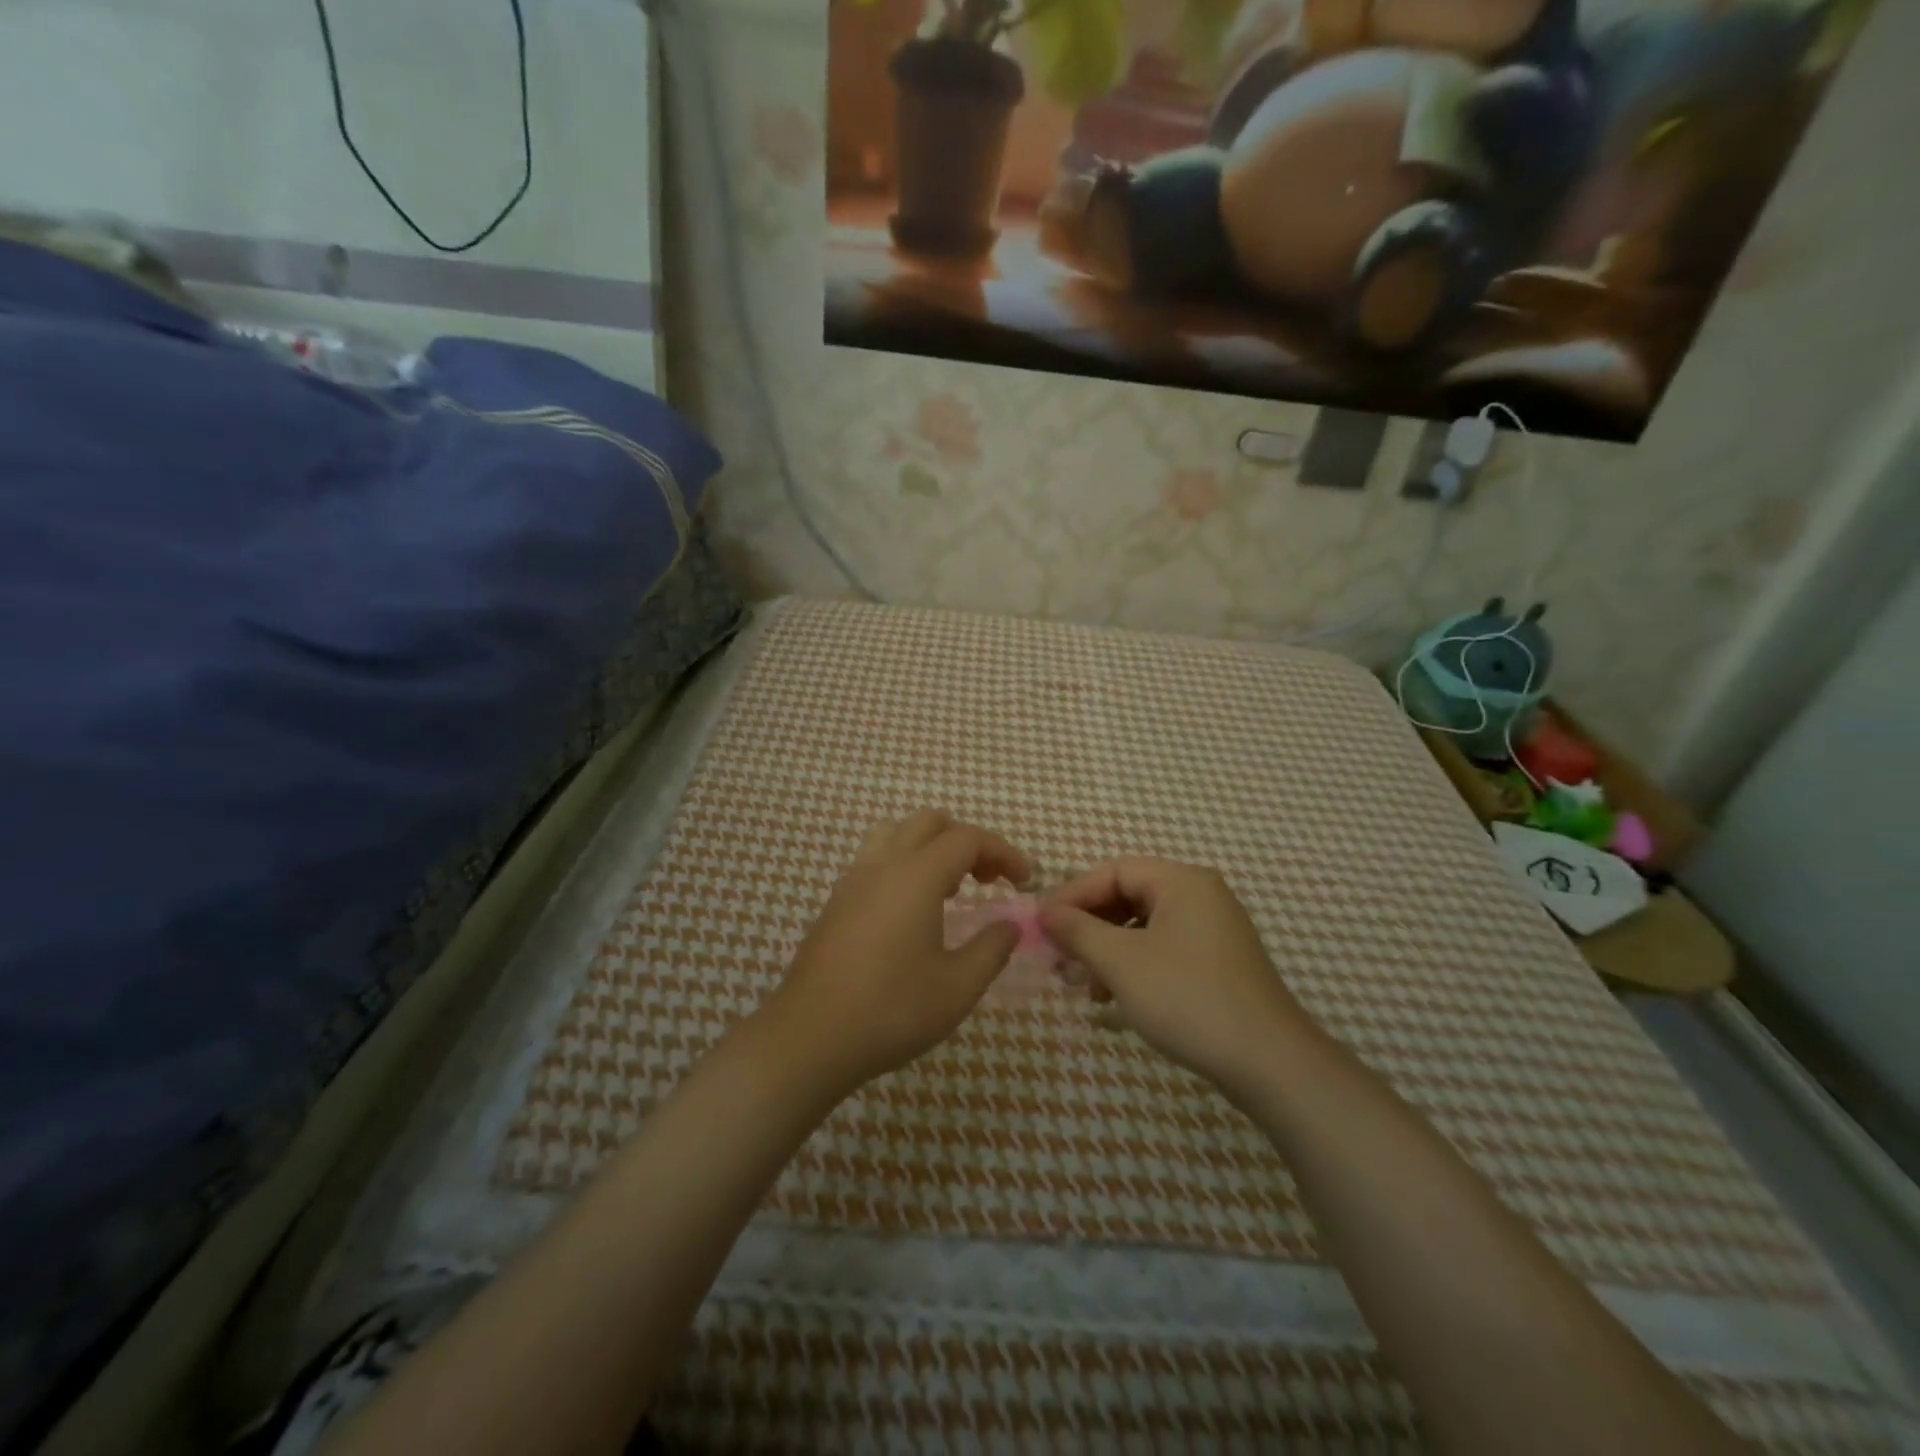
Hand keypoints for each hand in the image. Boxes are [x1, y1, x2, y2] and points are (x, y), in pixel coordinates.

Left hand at [756, 810, 1031, 1097]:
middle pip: (930, 823)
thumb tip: (1010, 925)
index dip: (1003, 852)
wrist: (809, 1037)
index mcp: (916, 876)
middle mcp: (882, 865)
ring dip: (931, 847)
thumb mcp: (958, 987)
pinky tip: (913, 910)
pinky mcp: (836, 901)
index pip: (968, 839)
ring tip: (950, 888)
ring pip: (896, 834)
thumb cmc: (891, 1010)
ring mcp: (853, 880)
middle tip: (990, 880)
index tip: (1025, 882)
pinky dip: (905, 864)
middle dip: (968, 842)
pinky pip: (876, 859)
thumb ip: (992, 948)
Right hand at [1041, 859, 1313, 1093]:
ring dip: (1105, 951)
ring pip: (1142, 928)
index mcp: (1181, 881)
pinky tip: (1111, 998)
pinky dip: (1131, 966)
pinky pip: (1162, 950)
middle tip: (1057, 957)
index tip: (1041, 925)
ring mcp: (1212, 931)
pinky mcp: (1216, 963)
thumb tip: (1045, 912)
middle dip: (1087, 927)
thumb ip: (1077, 930)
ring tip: (1079, 984)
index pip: (1113, 871)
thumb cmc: (1188, 998)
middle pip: (1127, 897)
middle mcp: (1199, 896)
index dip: (1072, 895)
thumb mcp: (1121, 962)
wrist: (1269, 1063)